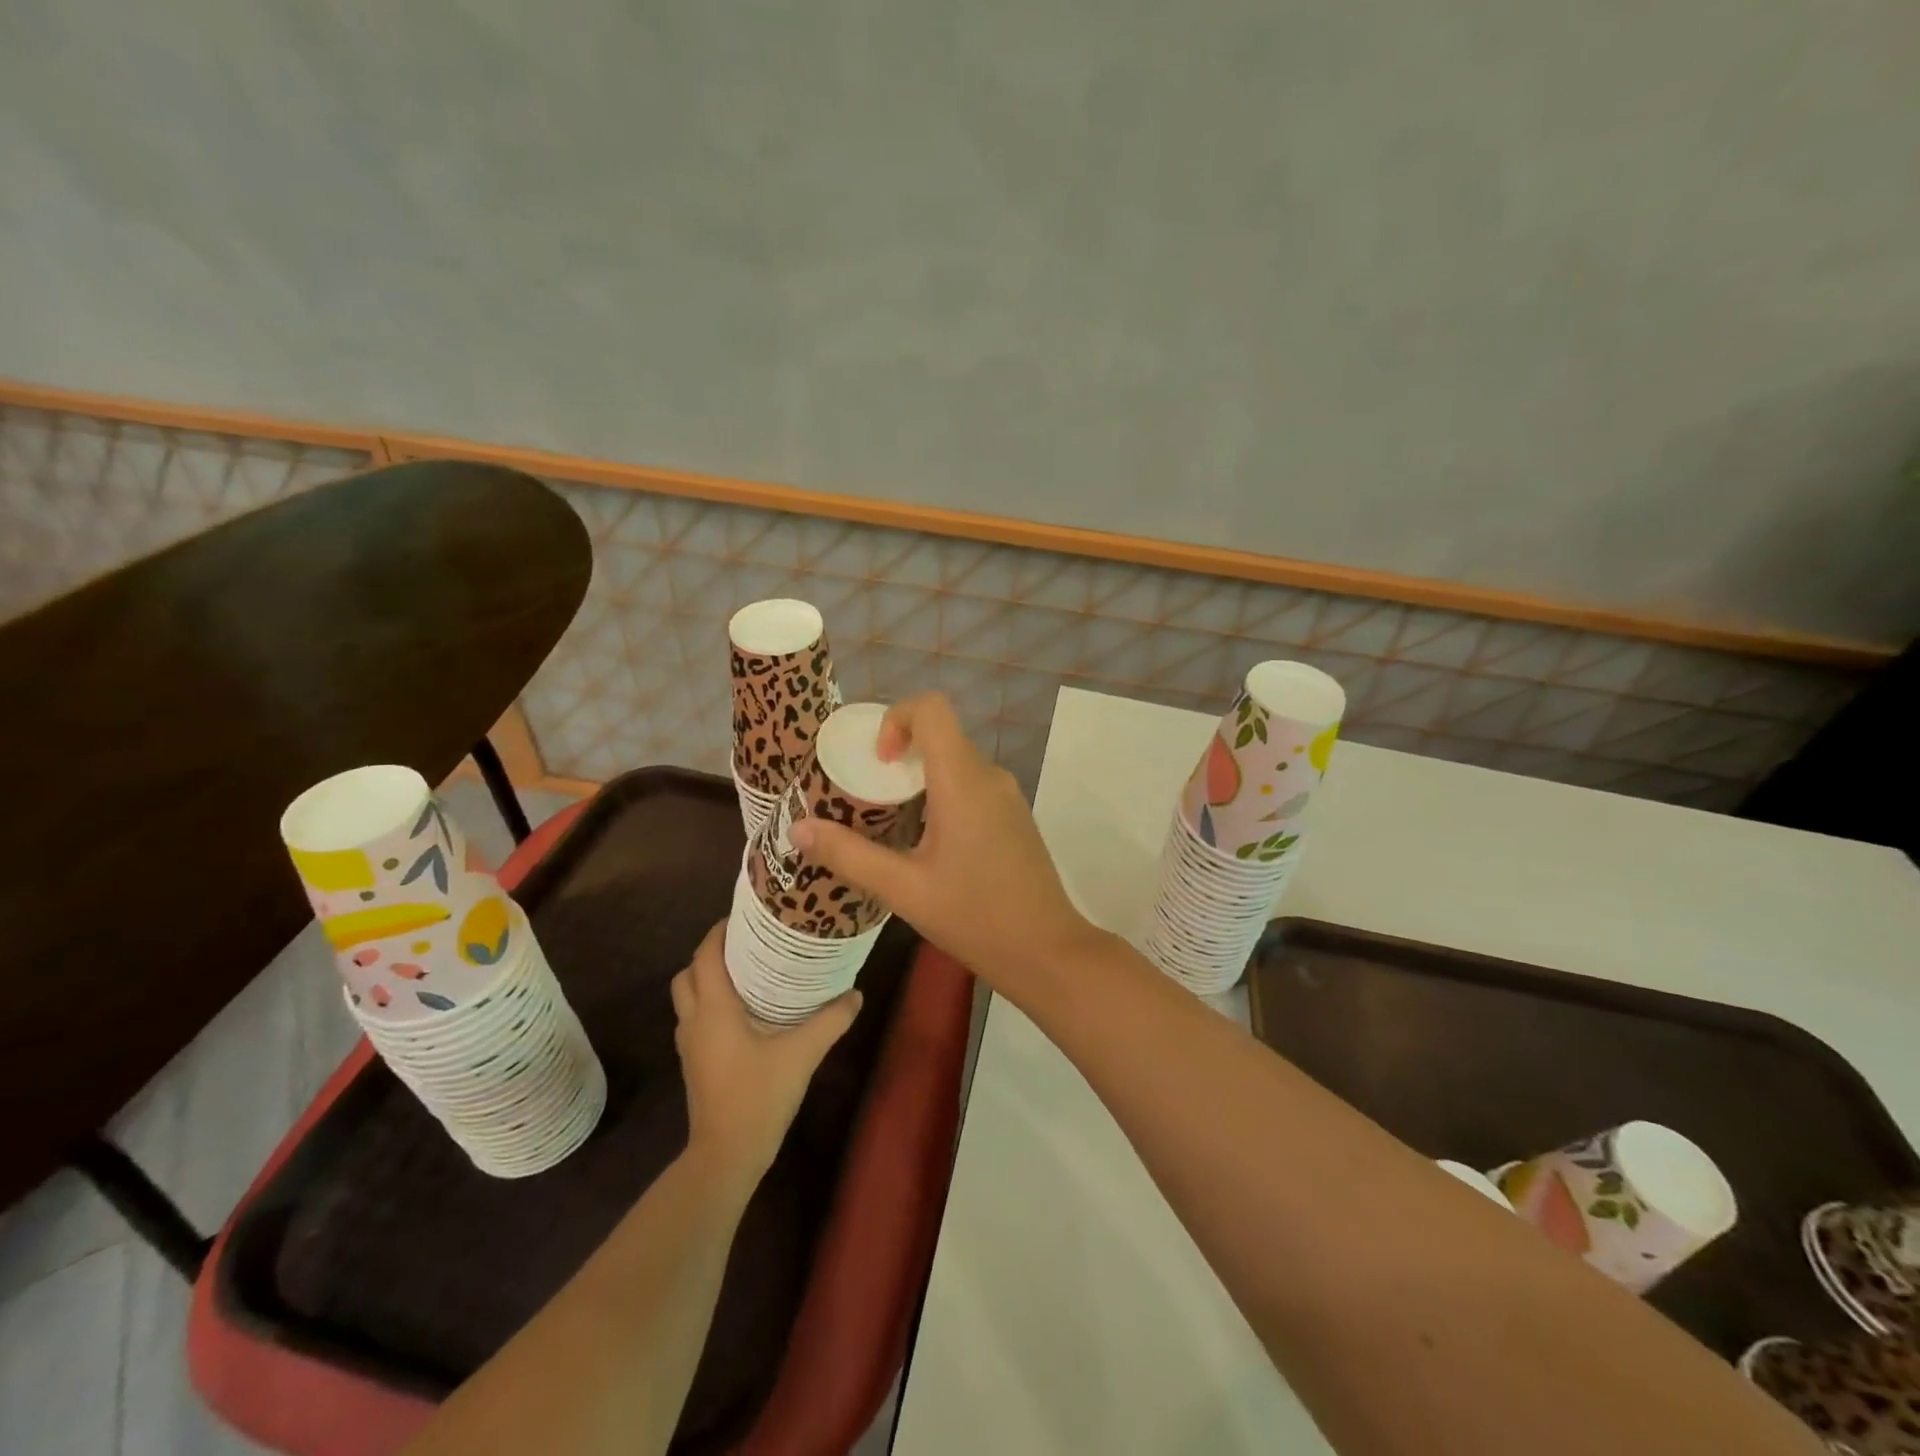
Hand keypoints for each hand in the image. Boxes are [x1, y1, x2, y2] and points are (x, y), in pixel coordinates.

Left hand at [670, 922, 860, 1186]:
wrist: (726, 1155)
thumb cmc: (758, 1096)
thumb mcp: (802, 1054)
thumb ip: (831, 1020)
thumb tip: (856, 993)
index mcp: (713, 1008)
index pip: (705, 956)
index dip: (720, 931)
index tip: (746, 916)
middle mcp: (694, 1020)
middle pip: (689, 973)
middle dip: (711, 954)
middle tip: (748, 944)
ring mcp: (690, 1044)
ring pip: (689, 997)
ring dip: (709, 979)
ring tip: (748, 972)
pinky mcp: (695, 1063)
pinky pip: (696, 1018)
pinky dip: (711, 1003)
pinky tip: (746, 1011)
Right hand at [789, 692, 1101, 994]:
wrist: (1046, 950)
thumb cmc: (975, 918)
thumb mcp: (903, 890)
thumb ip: (848, 855)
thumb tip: (797, 829)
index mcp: (963, 781)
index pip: (931, 709)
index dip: (896, 719)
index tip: (879, 763)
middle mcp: (989, 776)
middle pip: (940, 736)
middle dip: (899, 756)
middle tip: (870, 799)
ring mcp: (1007, 795)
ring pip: (955, 762)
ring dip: (919, 780)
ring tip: (892, 824)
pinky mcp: (1014, 815)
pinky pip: (971, 785)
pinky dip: (941, 796)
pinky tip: (927, 845)